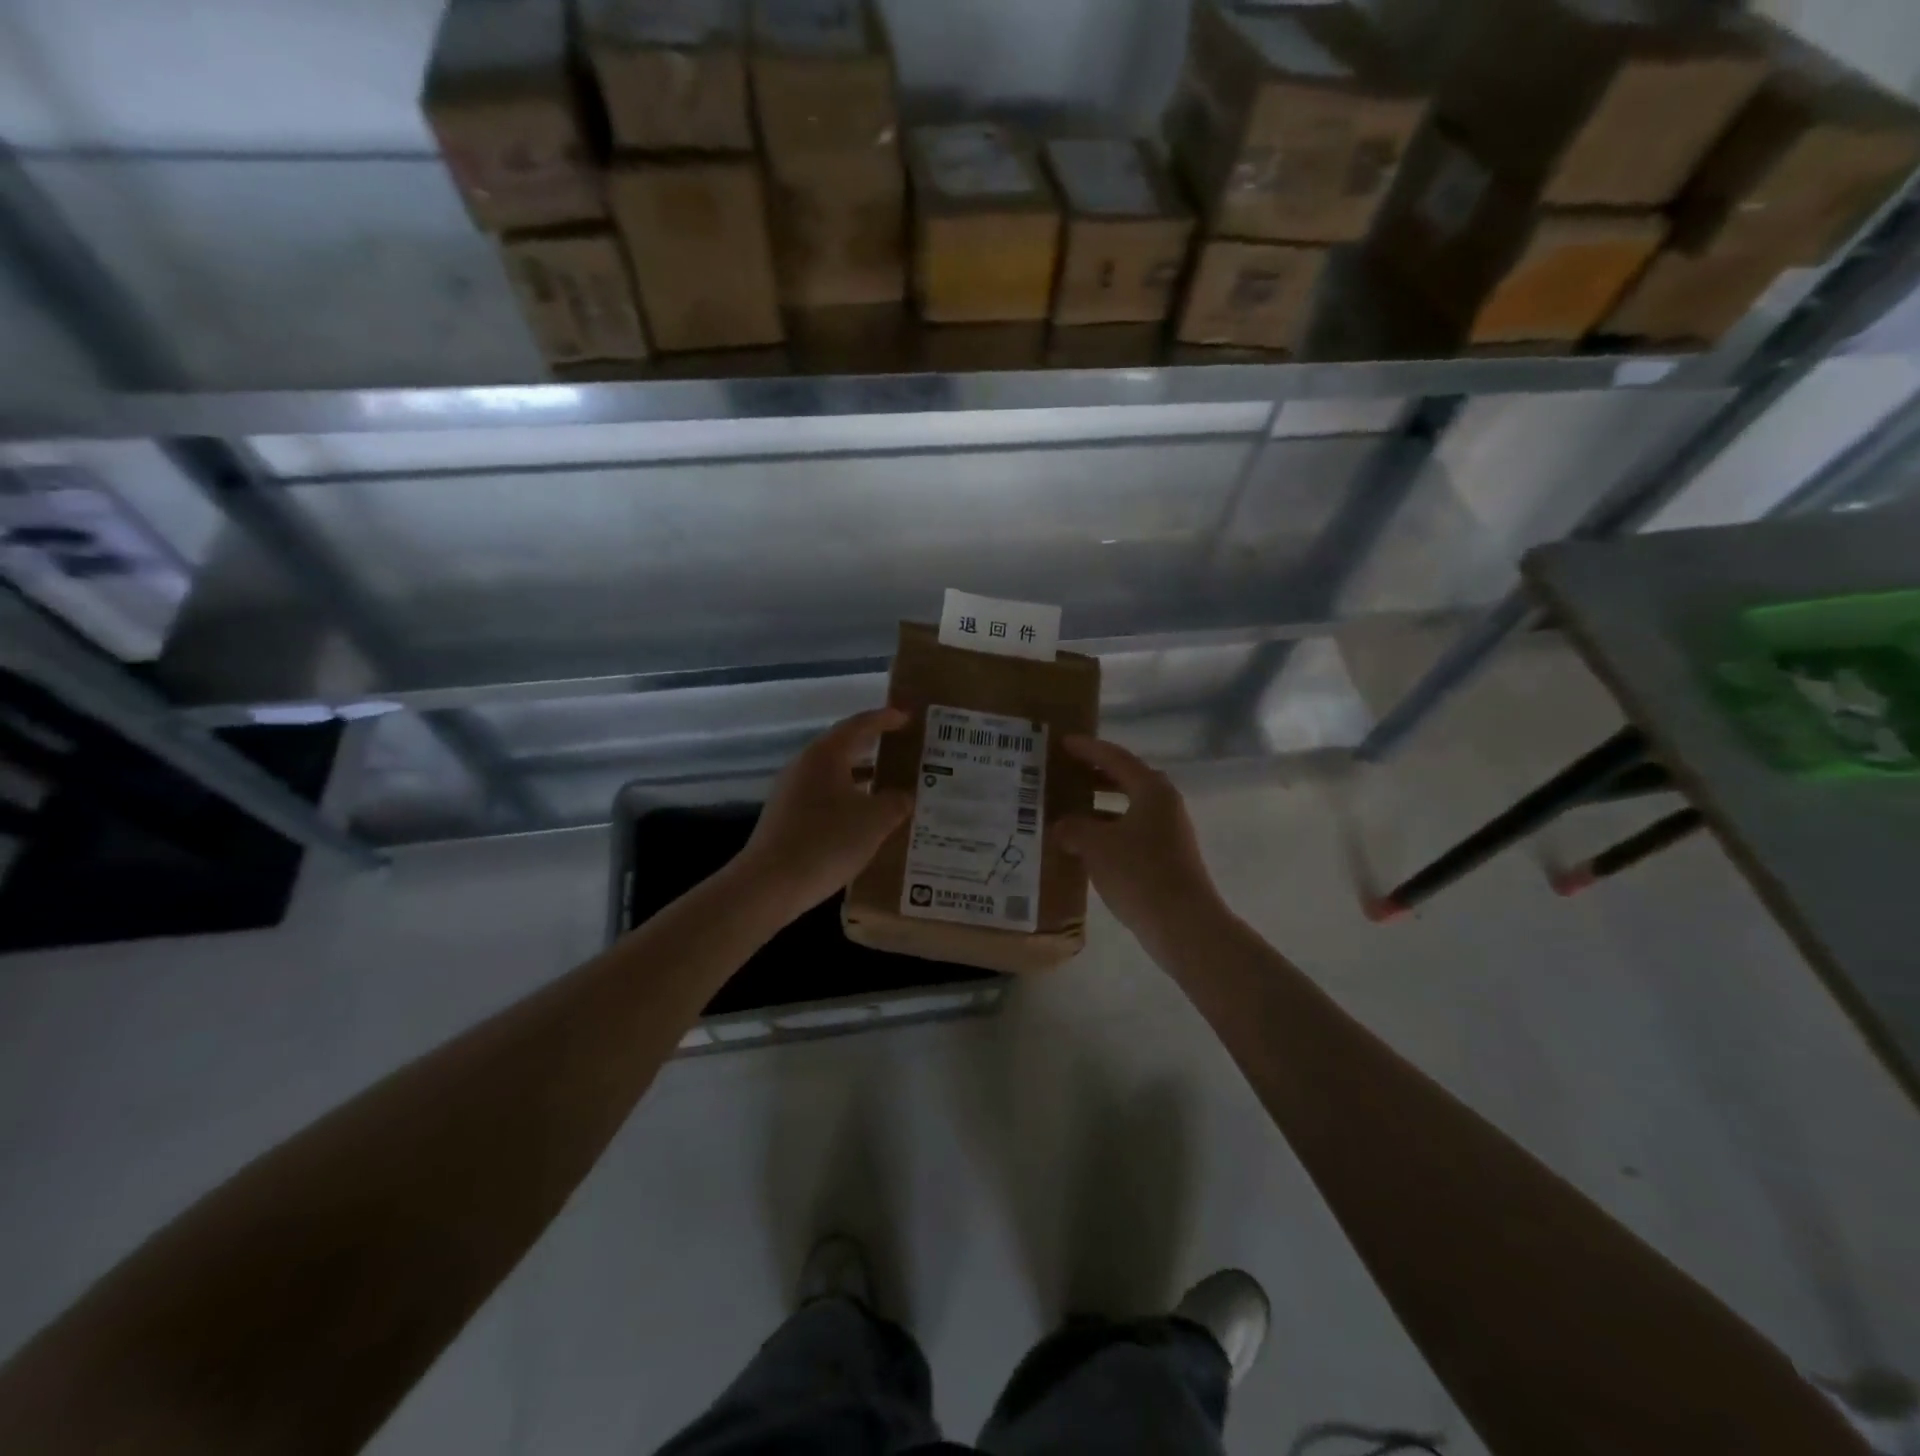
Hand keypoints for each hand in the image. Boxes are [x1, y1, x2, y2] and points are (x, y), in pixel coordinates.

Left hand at [734, 708, 912, 919]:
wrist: (769, 884)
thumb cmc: (826, 841)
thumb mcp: (875, 821)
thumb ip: (896, 802)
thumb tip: (904, 795)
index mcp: (825, 755)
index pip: (859, 725)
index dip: (885, 719)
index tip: (907, 718)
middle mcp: (805, 765)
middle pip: (844, 747)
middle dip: (875, 748)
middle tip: (904, 750)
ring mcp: (791, 791)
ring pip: (834, 775)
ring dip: (863, 778)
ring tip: (892, 786)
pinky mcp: (787, 817)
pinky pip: (825, 797)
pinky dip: (848, 799)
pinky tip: (865, 819)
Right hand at [1056, 736, 1223, 944]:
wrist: (1183, 924)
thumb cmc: (1139, 873)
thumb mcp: (1096, 846)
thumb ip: (1073, 828)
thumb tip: (1061, 825)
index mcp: (1152, 790)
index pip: (1115, 758)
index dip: (1088, 749)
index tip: (1063, 742)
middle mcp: (1164, 804)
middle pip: (1126, 779)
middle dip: (1095, 774)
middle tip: (1065, 770)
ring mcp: (1168, 831)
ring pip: (1128, 807)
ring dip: (1099, 804)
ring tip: (1068, 806)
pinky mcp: (1166, 856)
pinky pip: (1131, 831)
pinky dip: (1107, 829)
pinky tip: (1084, 843)